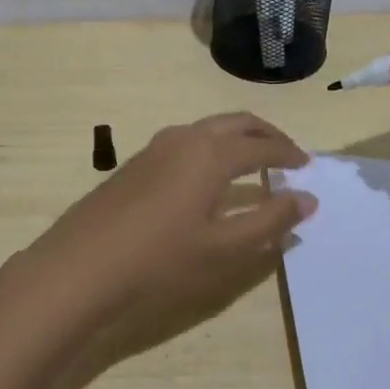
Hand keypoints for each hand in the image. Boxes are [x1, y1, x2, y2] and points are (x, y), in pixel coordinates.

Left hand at [15, 112, 314, 356]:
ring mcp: (155, 147)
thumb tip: (307, 199)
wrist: (81, 265)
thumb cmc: (161, 259)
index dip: (289, 155)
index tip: (307, 167)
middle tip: (287, 155)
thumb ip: (270, 221)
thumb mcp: (224, 248)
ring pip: (208, 129)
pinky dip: (210, 149)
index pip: (262, 146)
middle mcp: (185, 138)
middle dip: (266, 135)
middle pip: (236, 123)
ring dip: (236, 139)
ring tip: (251, 164)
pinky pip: (186, 142)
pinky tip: (208, 178)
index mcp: (211, 153)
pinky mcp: (136, 162)